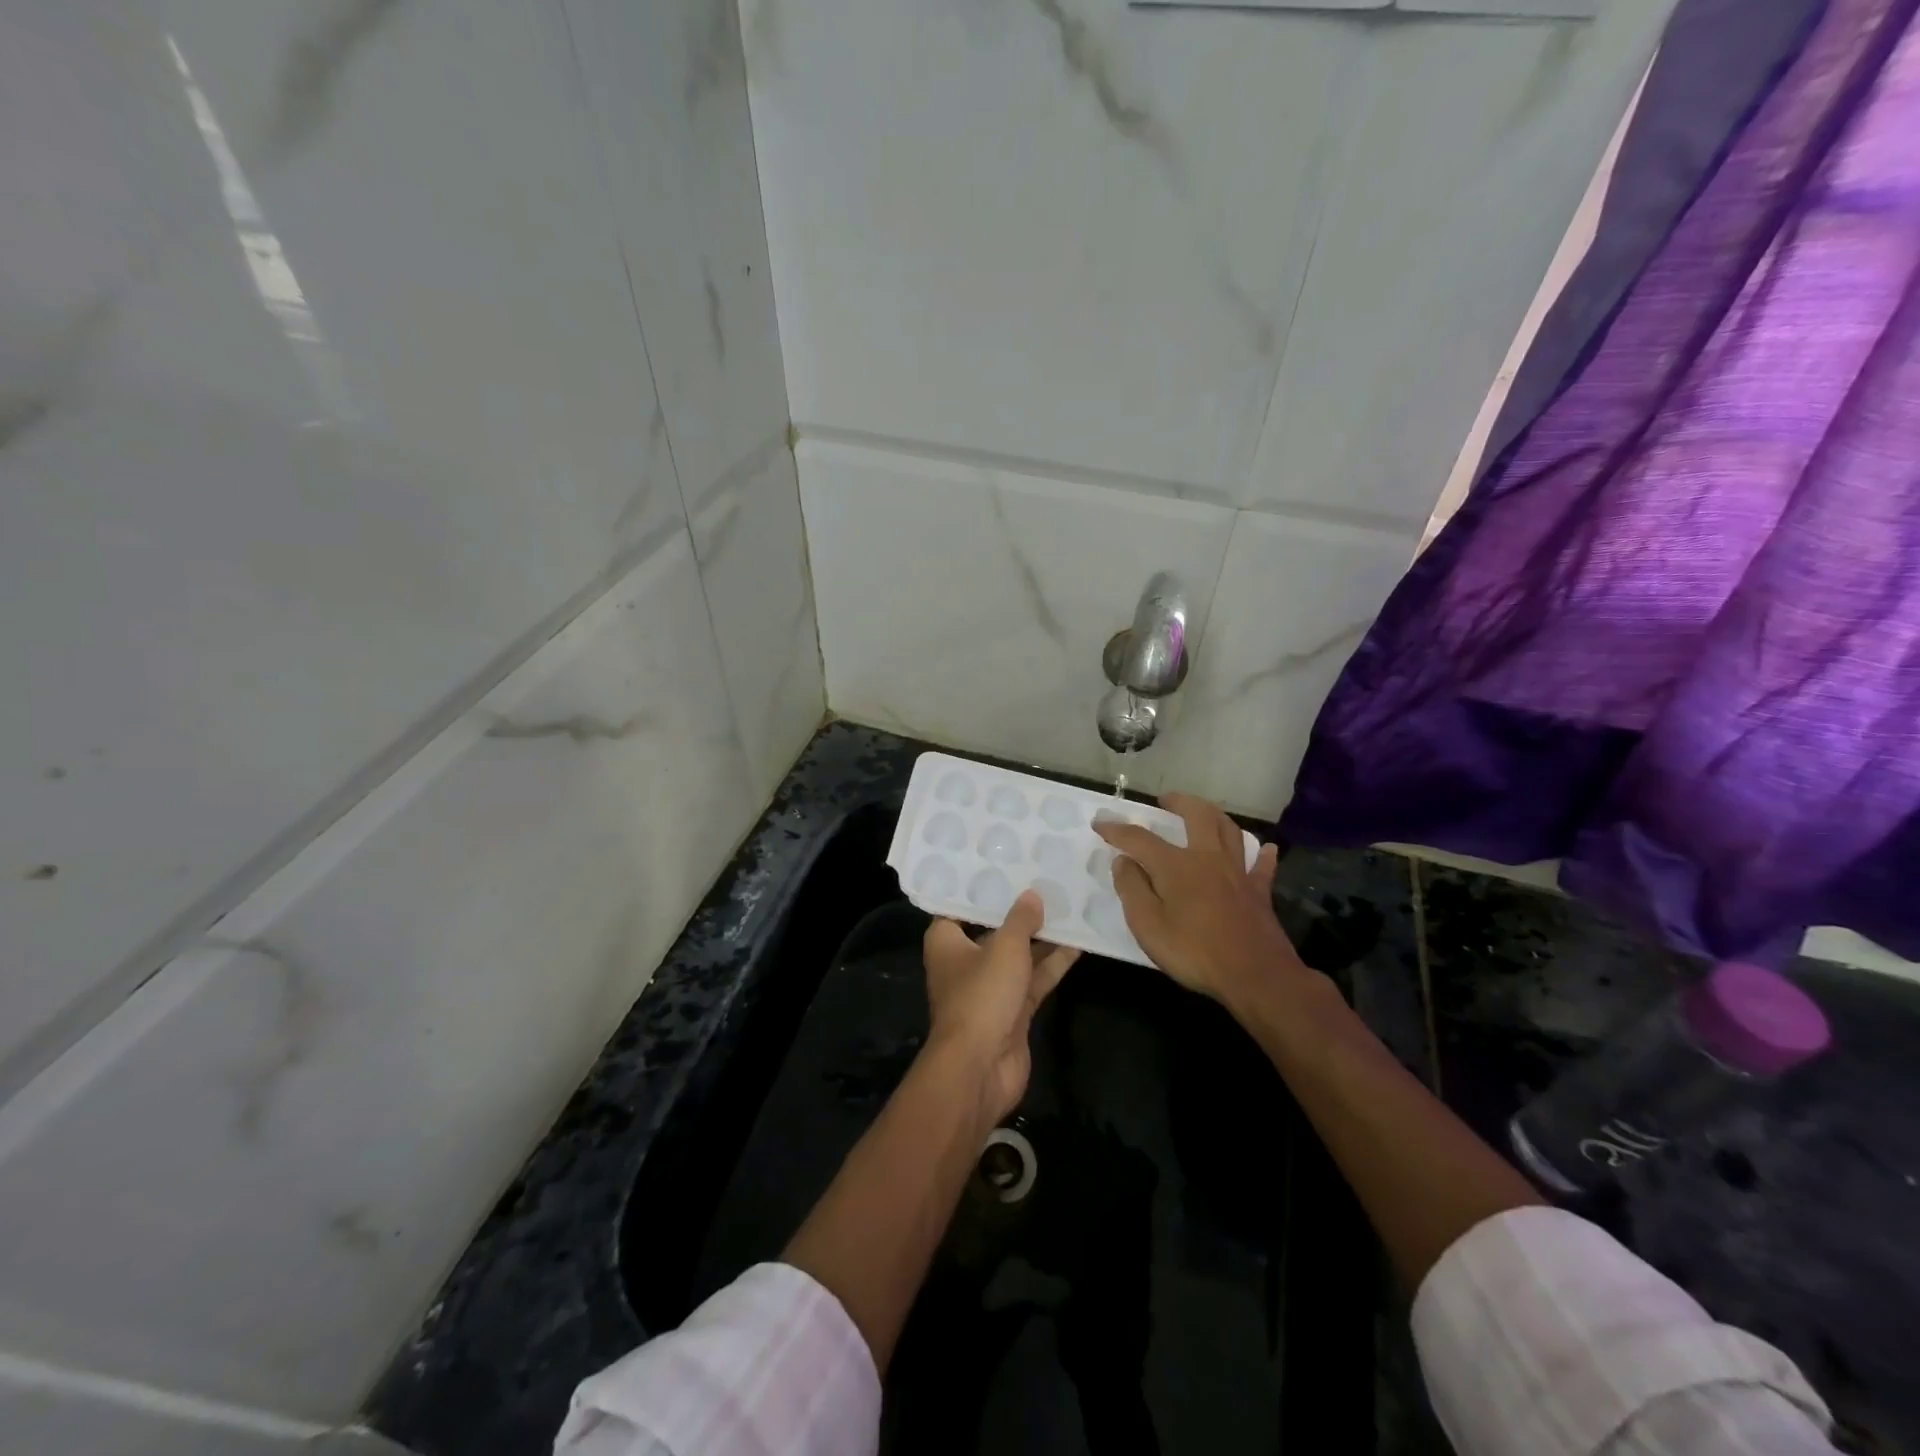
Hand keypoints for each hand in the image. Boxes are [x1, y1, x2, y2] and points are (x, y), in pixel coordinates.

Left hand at [923, 891, 1078, 1123]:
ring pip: (1019, 955)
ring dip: (1042, 937)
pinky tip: (1079, 943)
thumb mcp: (1004, 948)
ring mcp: (990, 988)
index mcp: (946, 941)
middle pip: (994, 929)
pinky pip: (1034, 979)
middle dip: (1019, 911)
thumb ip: (1021, 920)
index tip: (1006, 865)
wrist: (980, 1068)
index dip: (982, 888)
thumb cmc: (981, 996)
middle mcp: (965, 961)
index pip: (960, 906)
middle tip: (1048, 880)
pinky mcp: (1013, 1010)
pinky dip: (1053, 964)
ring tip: (1071, 906)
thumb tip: (1032, 895)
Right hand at [1093, 793, 1306, 1008]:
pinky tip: (1265, 848)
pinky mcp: (1259, 892)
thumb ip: (1132, 889)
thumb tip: (1123, 861)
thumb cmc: (1194, 951)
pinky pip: (1261, 866)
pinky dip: (1262, 854)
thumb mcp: (1147, 925)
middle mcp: (1208, 858)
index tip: (1100, 823)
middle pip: (1197, 816)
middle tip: (1166, 800)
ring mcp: (1237, 873)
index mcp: (1176, 865)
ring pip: (1230, 831)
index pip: (1139, 838)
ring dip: (1215, 815)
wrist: (1255, 976)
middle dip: (1179, 802)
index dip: (1117, 829)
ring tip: (1204, 812)